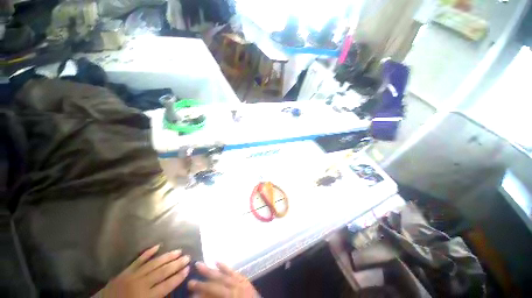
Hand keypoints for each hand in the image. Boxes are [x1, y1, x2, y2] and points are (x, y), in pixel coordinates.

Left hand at [99, 244, 189, 297]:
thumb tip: (171, 291)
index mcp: (145, 296)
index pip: (166, 285)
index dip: (178, 277)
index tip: (188, 268)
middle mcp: (141, 284)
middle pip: (162, 272)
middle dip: (176, 264)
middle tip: (187, 256)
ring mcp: (133, 275)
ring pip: (154, 264)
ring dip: (167, 257)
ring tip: (178, 250)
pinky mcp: (126, 270)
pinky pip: (138, 260)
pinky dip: (148, 252)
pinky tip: (157, 246)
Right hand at [188, 262, 258, 297]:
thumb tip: (200, 296)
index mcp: (231, 296)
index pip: (214, 291)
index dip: (201, 291)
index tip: (190, 290)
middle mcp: (236, 288)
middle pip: (217, 282)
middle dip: (203, 280)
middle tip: (190, 278)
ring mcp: (241, 282)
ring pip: (224, 274)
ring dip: (211, 270)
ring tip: (199, 264)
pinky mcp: (244, 279)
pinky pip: (233, 271)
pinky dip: (225, 267)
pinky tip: (217, 261)